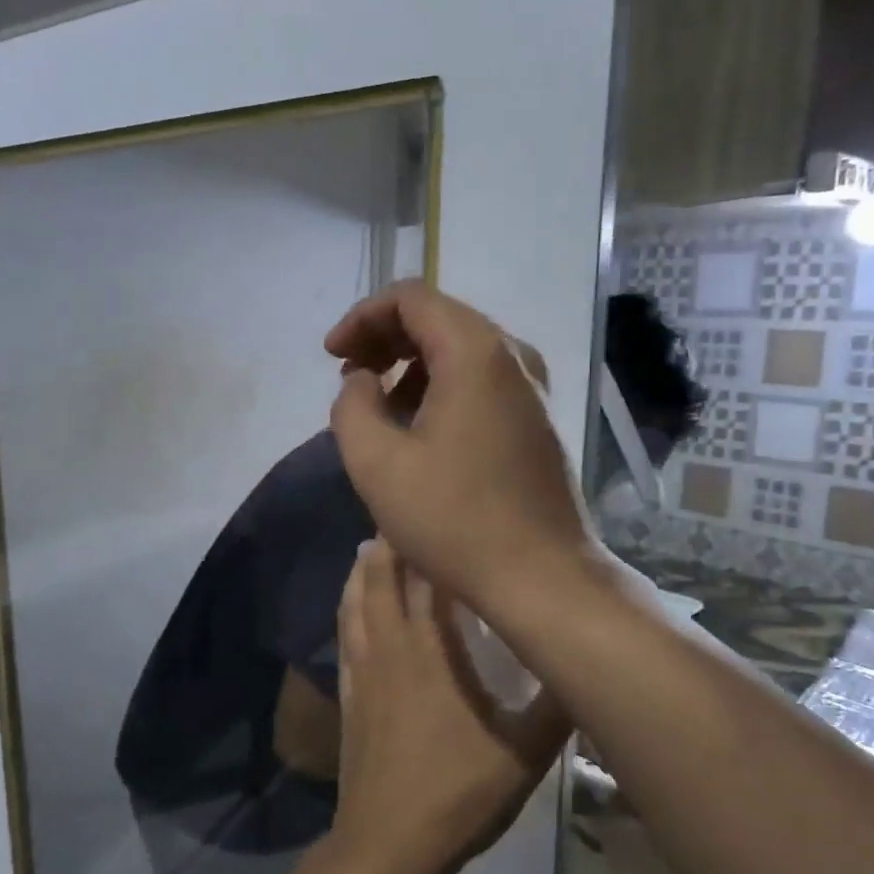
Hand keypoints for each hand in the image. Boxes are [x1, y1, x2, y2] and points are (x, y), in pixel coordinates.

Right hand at [325, 282, 594, 618]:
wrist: (541, 576)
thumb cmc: (454, 519)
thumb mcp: (376, 463)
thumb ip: (352, 405)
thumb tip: (363, 380)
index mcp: (475, 352)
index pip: (411, 298)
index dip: (363, 317)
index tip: (332, 355)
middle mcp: (512, 356)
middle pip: (440, 317)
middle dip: (386, 338)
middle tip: (350, 374)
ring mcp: (534, 388)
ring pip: (463, 350)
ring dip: (413, 365)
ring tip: (379, 407)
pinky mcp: (538, 420)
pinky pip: (483, 380)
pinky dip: (444, 386)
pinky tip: (421, 428)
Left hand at [332, 539, 571, 873]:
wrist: (389, 844)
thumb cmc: (459, 792)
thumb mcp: (525, 753)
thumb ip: (558, 705)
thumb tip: (587, 662)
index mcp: (432, 652)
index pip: (425, 582)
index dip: (427, 545)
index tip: (434, 514)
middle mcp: (392, 649)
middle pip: (382, 582)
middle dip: (388, 546)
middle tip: (398, 515)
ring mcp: (365, 673)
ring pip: (356, 605)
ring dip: (361, 573)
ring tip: (367, 547)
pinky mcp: (351, 698)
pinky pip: (344, 638)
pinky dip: (346, 611)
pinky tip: (350, 608)